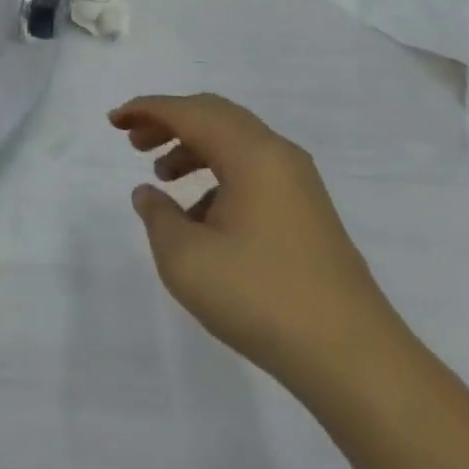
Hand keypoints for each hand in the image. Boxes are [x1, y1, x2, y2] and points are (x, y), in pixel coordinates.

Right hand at [112, 95, 404, 393]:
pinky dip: (218, 173)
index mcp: (250, 153)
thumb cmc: (261, 298)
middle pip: (214, 115)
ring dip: (193, 147)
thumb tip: (150, 193)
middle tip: (133, 140)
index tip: (113, 121)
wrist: (354, 359)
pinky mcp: (308, 211)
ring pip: (234, 141)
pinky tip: (200, 215)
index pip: (188, 112)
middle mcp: (277, 154)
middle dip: (169, 121)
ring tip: (162, 176)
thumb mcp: (187, 259)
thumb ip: (158, 216)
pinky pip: (252, 169)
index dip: (146, 109)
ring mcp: (298, 183)